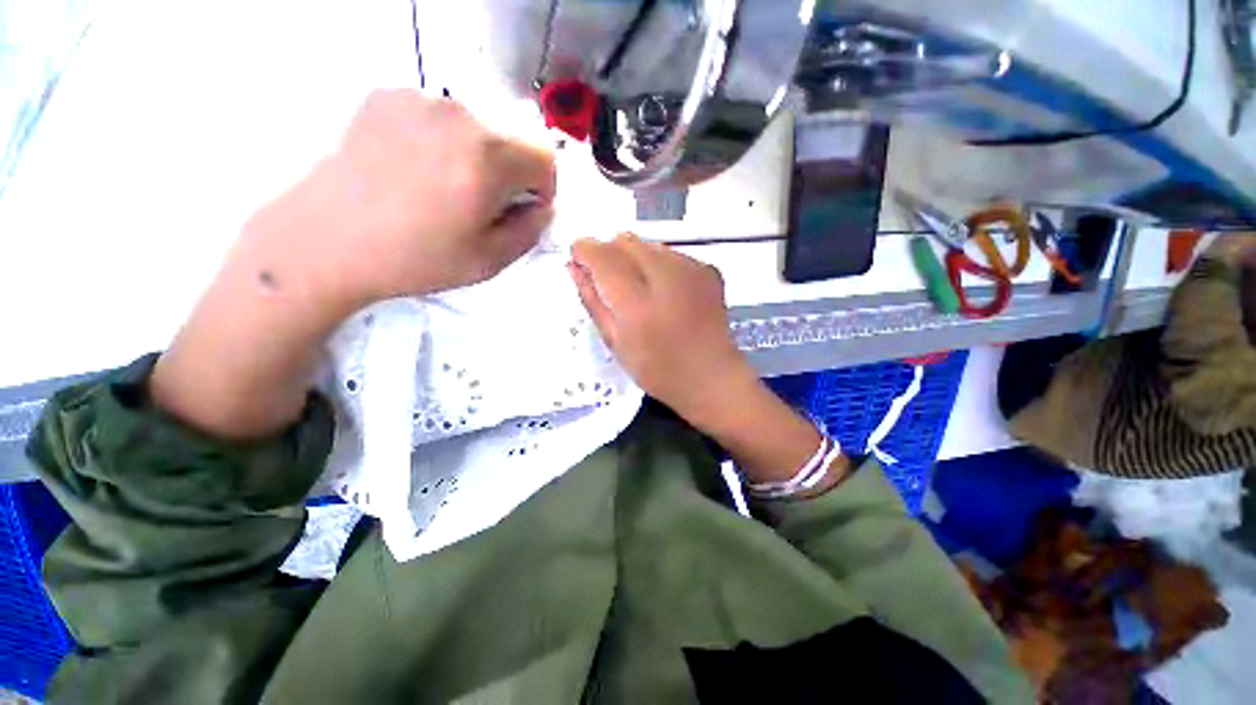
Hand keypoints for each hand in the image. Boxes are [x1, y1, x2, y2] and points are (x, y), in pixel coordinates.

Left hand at [245, 89, 556, 312]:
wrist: (325, 241)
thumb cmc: (415, 259)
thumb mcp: (489, 261)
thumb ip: (530, 231)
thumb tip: (542, 207)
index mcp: (487, 159)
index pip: (545, 156)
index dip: (544, 187)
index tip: (524, 208)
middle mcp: (458, 116)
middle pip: (512, 139)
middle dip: (511, 173)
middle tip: (482, 204)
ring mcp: (419, 99)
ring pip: (478, 126)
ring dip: (478, 156)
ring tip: (445, 187)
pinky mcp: (388, 96)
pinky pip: (440, 116)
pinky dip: (443, 141)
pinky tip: (416, 168)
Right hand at [570, 234, 841, 491]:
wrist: (711, 376)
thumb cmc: (657, 369)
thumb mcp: (615, 342)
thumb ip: (592, 300)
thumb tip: (573, 266)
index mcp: (636, 302)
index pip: (601, 254)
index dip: (584, 251)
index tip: (580, 262)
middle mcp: (664, 275)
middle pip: (625, 241)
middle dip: (610, 254)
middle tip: (613, 285)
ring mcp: (691, 269)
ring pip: (648, 244)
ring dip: (636, 259)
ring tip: (643, 292)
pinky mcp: (707, 269)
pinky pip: (671, 254)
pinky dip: (660, 265)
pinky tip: (667, 293)